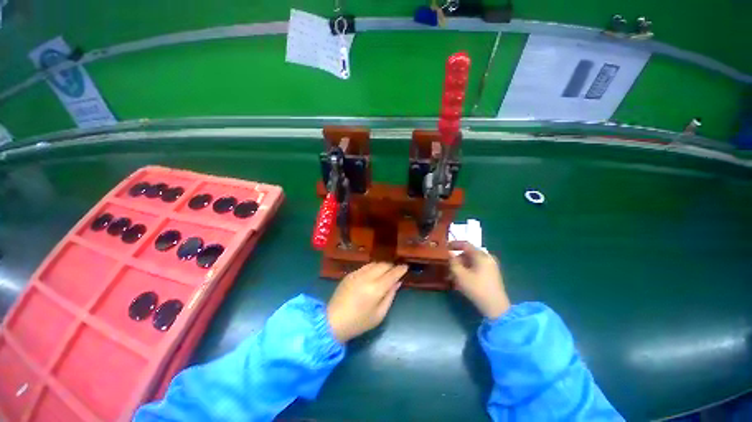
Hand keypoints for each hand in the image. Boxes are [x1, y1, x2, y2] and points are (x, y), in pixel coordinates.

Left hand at [327, 262, 407, 342]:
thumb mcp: (379, 314)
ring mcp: (357, 274)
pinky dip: (372, 268)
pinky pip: (365, 267)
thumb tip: (397, 282)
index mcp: (376, 289)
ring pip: (374, 263)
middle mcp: (367, 277)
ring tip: (385, 272)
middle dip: (391, 266)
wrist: (333, 321)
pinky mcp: (350, 274)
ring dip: (382, 266)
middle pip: (383, 265)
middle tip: (395, 271)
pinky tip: (372, 274)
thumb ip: (390, 296)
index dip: (400, 269)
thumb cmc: (359, 322)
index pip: (392, 274)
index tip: (406, 267)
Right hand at [449, 241, 509, 318]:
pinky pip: (476, 268)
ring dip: (461, 267)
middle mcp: (488, 258)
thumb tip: (449, 253)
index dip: (454, 244)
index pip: (465, 245)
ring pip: (471, 262)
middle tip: (447, 267)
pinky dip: (467, 271)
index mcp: (481, 255)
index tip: (444, 247)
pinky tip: (461, 281)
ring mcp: (491, 267)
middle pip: (468, 254)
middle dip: (456, 260)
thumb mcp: (460, 274)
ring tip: (452, 276)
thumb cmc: (476, 288)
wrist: (495, 307)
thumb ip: (453, 261)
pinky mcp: (492, 275)